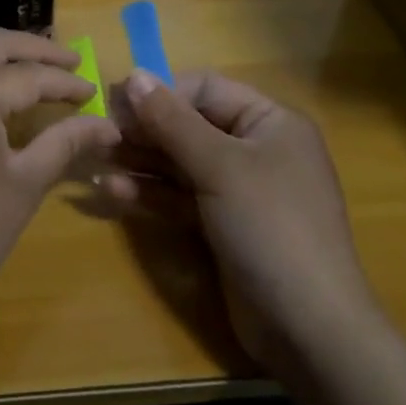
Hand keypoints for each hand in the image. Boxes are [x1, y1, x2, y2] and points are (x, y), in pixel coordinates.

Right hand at [114, 69, 380, 376]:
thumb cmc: (270, 227)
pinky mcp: (223, 226)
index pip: (207, 89)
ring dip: (140, 162)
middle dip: (145, 129)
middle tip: (99, 133)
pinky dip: (150, 194)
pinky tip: (111, 191)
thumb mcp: (219, 166)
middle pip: (190, 125)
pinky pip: (181, 197)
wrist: (309, 329)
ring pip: (181, 163)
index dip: (162, 92)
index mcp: (270, 122)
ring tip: (96, 159)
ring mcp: (239, 191)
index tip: (117, 102)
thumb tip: (134, 75)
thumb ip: (172, 120)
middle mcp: (256, 149)